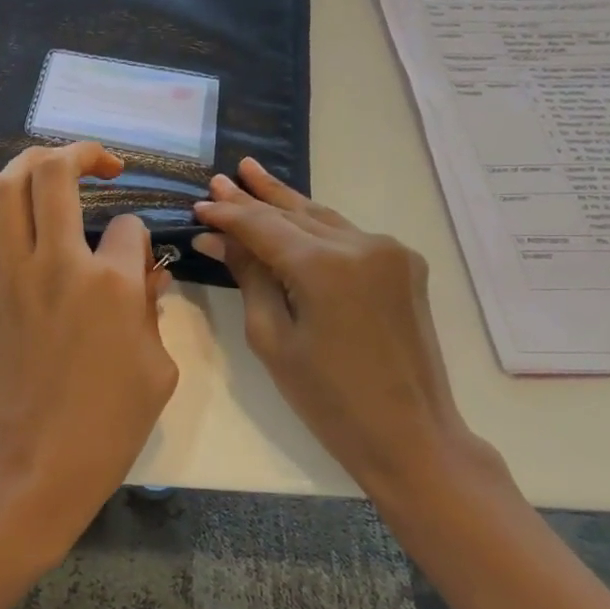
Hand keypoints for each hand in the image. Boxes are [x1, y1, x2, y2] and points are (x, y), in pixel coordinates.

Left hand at [0, 142, 178, 571]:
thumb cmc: (107, 426)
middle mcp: (57, 264)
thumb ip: (152, 310)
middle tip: (100, 163)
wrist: (34, 464)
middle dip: (82, 154)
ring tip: (51, 159)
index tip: (134, 257)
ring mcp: (11, 275)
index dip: (136, 233)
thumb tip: (143, 275)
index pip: (127, 227)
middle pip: (56, 176)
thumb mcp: (158, 369)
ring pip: (8, 189)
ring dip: (30, 160)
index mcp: (111, 284)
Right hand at [193, 158, 509, 506]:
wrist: (410, 434)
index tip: (199, 204)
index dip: (228, 214)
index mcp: (324, 266)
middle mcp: (361, 245)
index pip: (263, 226)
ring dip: (286, 202)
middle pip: (294, 213)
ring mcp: (390, 252)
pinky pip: (348, 236)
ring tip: (252, 175)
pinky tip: (294, 214)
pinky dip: (316, 225)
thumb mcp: (273, 338)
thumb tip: (216, 239)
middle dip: (254, 197)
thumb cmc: (328, 398)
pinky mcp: (404, 266)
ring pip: (323, 218)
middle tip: (222, 177)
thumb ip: (249, 277)